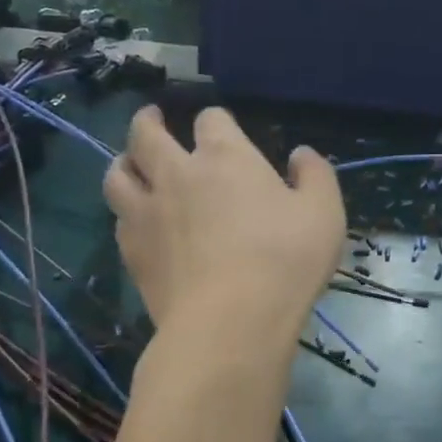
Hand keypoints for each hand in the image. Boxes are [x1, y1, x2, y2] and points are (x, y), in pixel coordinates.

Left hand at [104, 105, 345, 341]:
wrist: (229, 323)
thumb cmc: (284, 261)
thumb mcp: (324, 214)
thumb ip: (316, 176)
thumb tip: (301, 154)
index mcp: (225, 157)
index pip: (210, 120)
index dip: (215, 120)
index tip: (221, 127)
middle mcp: (176, 174)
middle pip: (146, 134)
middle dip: (148, 121)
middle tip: (151, 118)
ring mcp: (147, 213)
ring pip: (117, 173)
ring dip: (124, 162)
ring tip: (130, 163)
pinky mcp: (132, 252)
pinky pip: (118, 219)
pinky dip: (125, 211)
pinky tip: (136, 221)